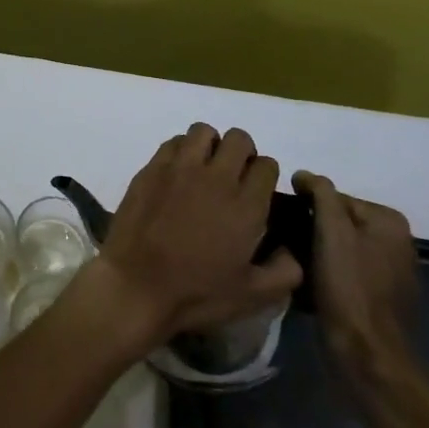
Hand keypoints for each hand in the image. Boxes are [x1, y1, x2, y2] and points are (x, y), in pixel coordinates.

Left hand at [88, 124, 302, 353]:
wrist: (137, 285)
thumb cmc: (196, 293)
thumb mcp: (252, 296)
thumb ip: (284, 271)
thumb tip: (292, 251)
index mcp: (246, 205)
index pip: (267, 166)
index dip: (265, 175)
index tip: (256, 191)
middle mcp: (216, 177)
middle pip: (239, 139)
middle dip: (243, 152)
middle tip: (233, 175)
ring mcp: (181, 168)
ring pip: (204, 132)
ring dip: (210, 145)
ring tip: (204, 168)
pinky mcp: (152, 168)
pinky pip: (173, 142)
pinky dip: (181, 150)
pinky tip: (178, 173)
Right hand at [294, 171, 419, 385]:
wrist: (368, 358)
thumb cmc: (349, 288)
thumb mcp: (332, 230)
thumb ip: (321, 193)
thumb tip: (304, 175)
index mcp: (389, 221)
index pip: (335, 197)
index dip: (305, 206)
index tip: (281, 219)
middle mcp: (397, 243)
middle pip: (338, 223)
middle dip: (310, 229)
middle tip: (281, 240)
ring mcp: (391, 273)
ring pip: (339, 249)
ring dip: (315, 252)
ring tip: (290, 262)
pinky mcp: (380, 300)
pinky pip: (345, 274)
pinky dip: (326, 275)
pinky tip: (307, 285)